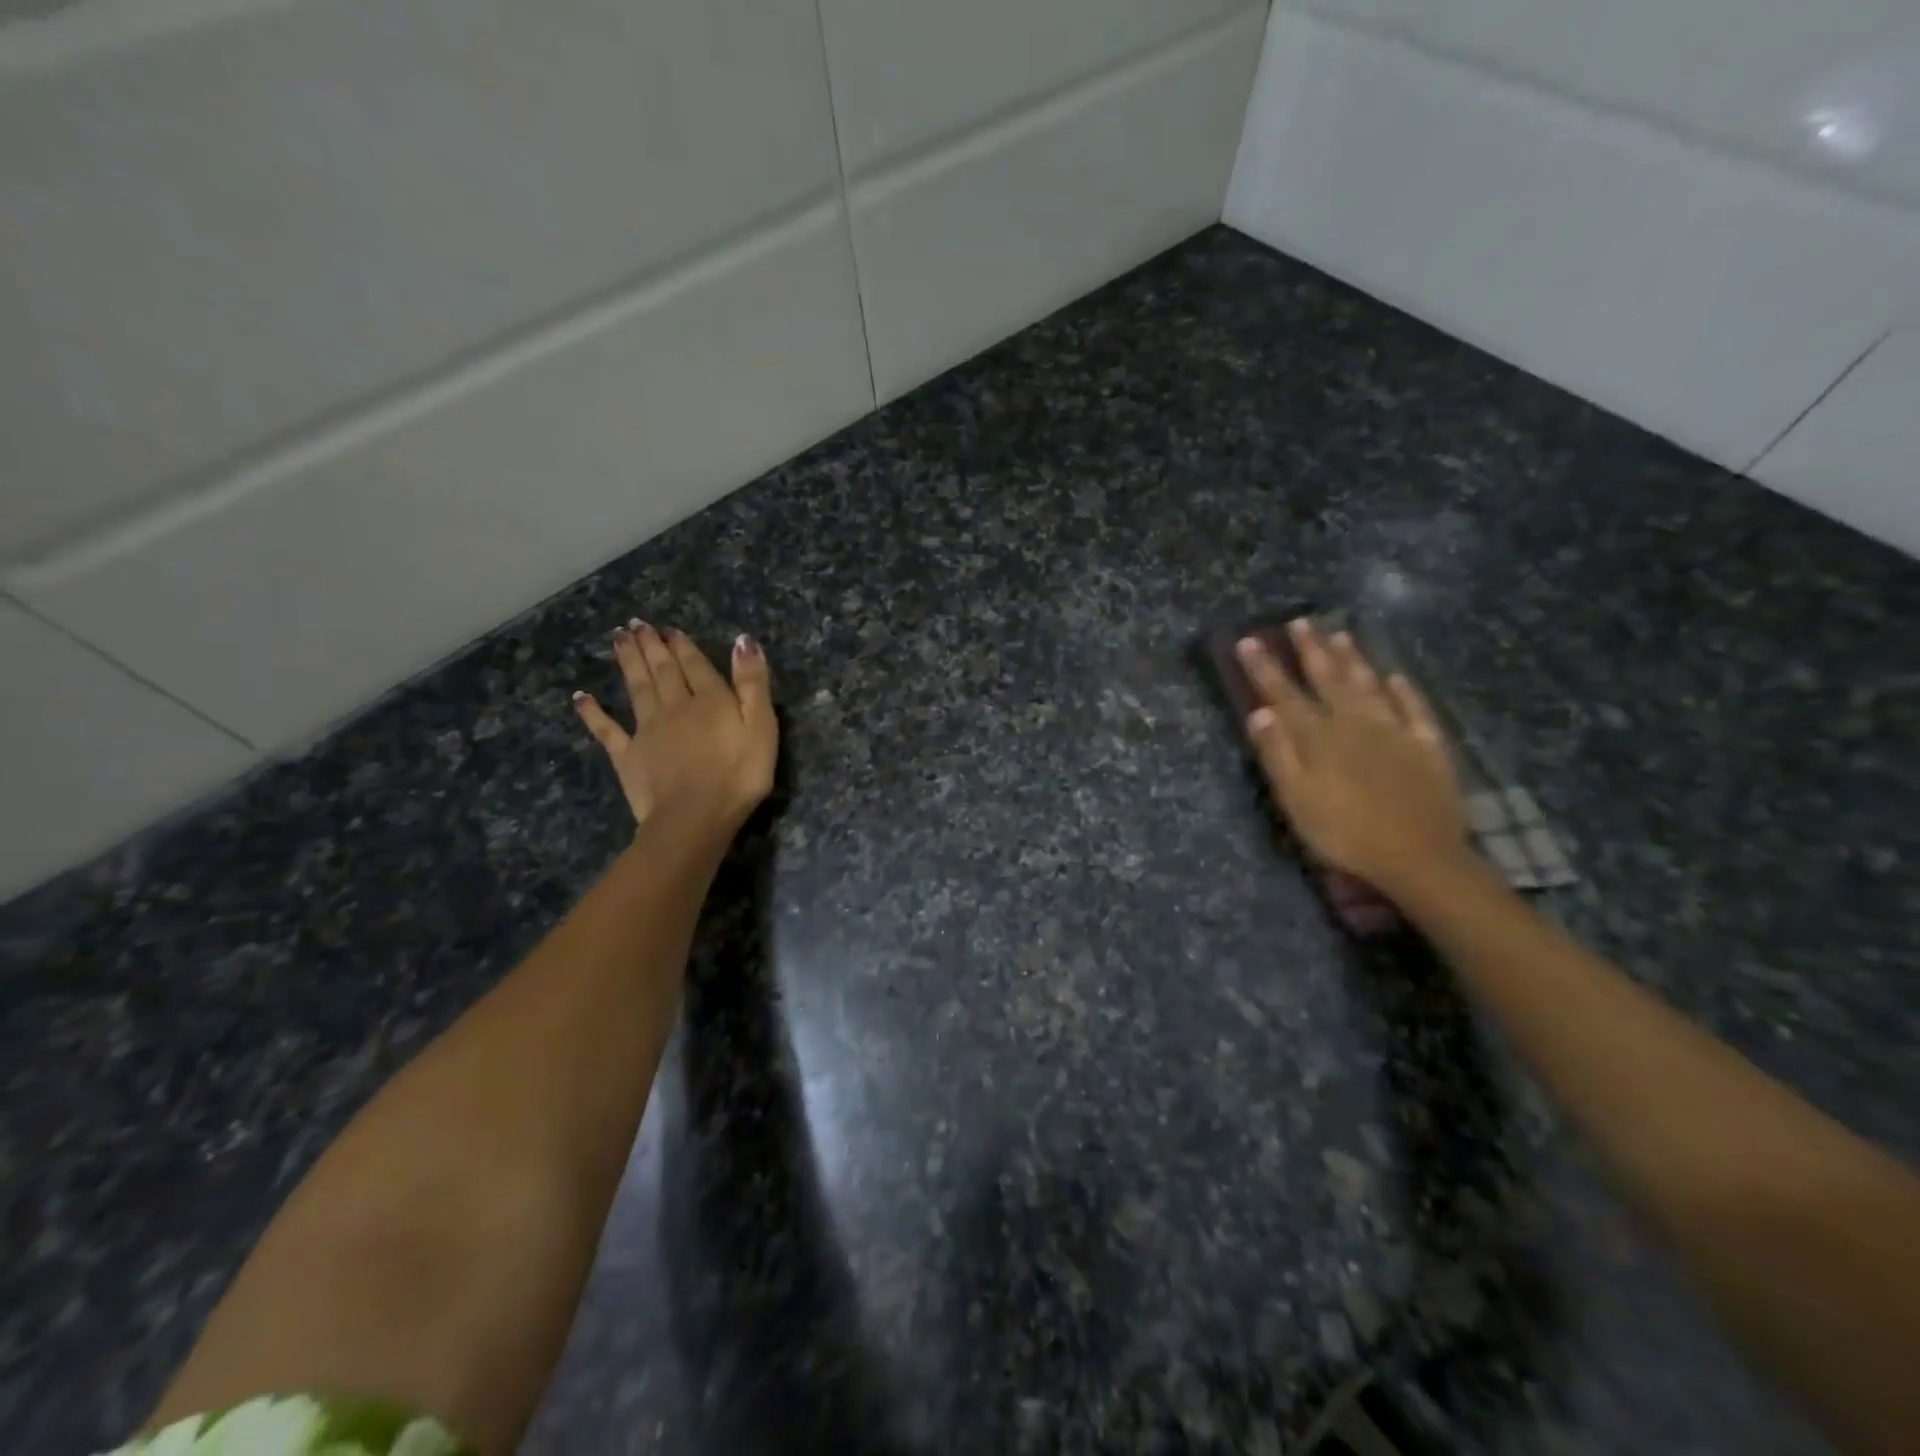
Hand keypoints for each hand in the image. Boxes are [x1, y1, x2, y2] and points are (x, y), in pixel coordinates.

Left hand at [574, 620, 777, 834]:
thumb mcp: (761, 726)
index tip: (670, 629)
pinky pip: (606, 729)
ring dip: (628, 662)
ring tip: (617, 638)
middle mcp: (674, 706)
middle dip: (651, 645)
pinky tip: (581, 697)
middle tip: (636, 624)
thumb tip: (743, 640)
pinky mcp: (627, 755)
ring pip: (636, 688)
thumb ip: (752, 683)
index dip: (684, 645)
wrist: (695, 816)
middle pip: (661, 670)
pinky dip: (592, 712)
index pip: (695, 665)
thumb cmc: (739, 775)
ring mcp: (646, 730)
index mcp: (710, 700)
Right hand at [1236, 620, 1466, 894]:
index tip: (1249, 640)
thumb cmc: (1345, 833)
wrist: (1419, 858)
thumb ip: (1278, 754)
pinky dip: (1404, 691)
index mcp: (1319, 737)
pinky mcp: (1428, 747)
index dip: (1264, 668)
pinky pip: (1415, 709)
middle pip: (1330, 679)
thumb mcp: (1296, 800)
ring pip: (1370, 685)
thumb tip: (1259, 713)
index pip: (1284, 694)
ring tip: (1340, 634)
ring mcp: (1396, 731)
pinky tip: (1397, 677)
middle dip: (1311, 650)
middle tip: (1300, 622)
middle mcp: (1356, 723)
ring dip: (1354, 659)